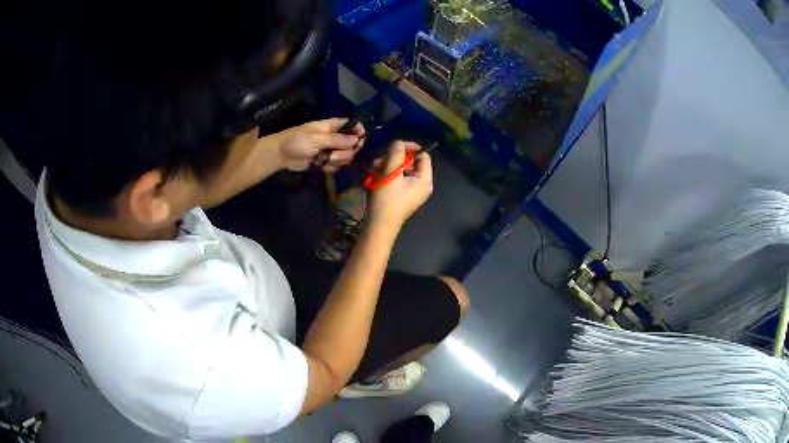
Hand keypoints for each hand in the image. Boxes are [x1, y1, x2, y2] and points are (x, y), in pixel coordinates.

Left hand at [279, 119, 364, 171]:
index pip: (354, 126)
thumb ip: (337, 139)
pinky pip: (337, 165)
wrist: (281, 155)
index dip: (359, 134)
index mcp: (333, 126)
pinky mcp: (325, 161)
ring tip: (323, 161)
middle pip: (352, 145)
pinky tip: (321, 166)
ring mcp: (331, 150)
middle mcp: (335, 137)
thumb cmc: (297, 141)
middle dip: (345, 153)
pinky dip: (331, 167)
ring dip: (337, 161)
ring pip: (345, 157)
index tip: (357, 143)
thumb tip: (356, 139)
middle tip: (332, 155)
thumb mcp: (317, 139)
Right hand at [369, 141, 433, 228]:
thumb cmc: (387, 200)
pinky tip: (373, 176)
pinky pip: (396, 178)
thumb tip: (398, 142)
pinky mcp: (401, 194)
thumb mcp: (391, 174)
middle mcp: (421, 184)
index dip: (410, 147)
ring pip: (400, 169)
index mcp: (425, 180)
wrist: (379, 225)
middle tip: (379, 159)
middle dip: (393, 158)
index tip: (395, 145)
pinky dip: (386, 174)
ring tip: (373, 168)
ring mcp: (411, 190)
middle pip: (410, 161)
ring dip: (386, 165)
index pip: (423, 155)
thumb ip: (396, 154)